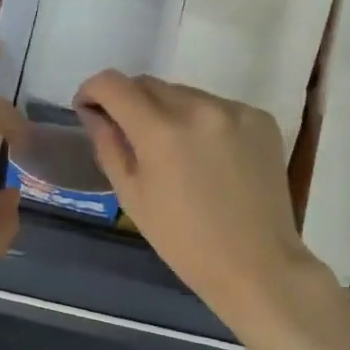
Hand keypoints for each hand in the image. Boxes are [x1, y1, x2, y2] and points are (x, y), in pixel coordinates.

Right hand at [76, 71, 320, 324]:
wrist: (257, 265)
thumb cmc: (184, 241)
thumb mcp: (132, 196)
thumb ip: (108, 145)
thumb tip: (94, 113)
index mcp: (161, 131)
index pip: (114, 84)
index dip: (92, 90)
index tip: (89, 108)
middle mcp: (199, 108)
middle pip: (149, 84)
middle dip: (129, 102)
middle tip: (127, 133)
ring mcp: (235, 110)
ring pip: (184, 93)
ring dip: (168, 111)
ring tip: (173, 150)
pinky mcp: (261, 118)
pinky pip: (217, 107)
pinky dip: (202, 122)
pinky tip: (209, 156)